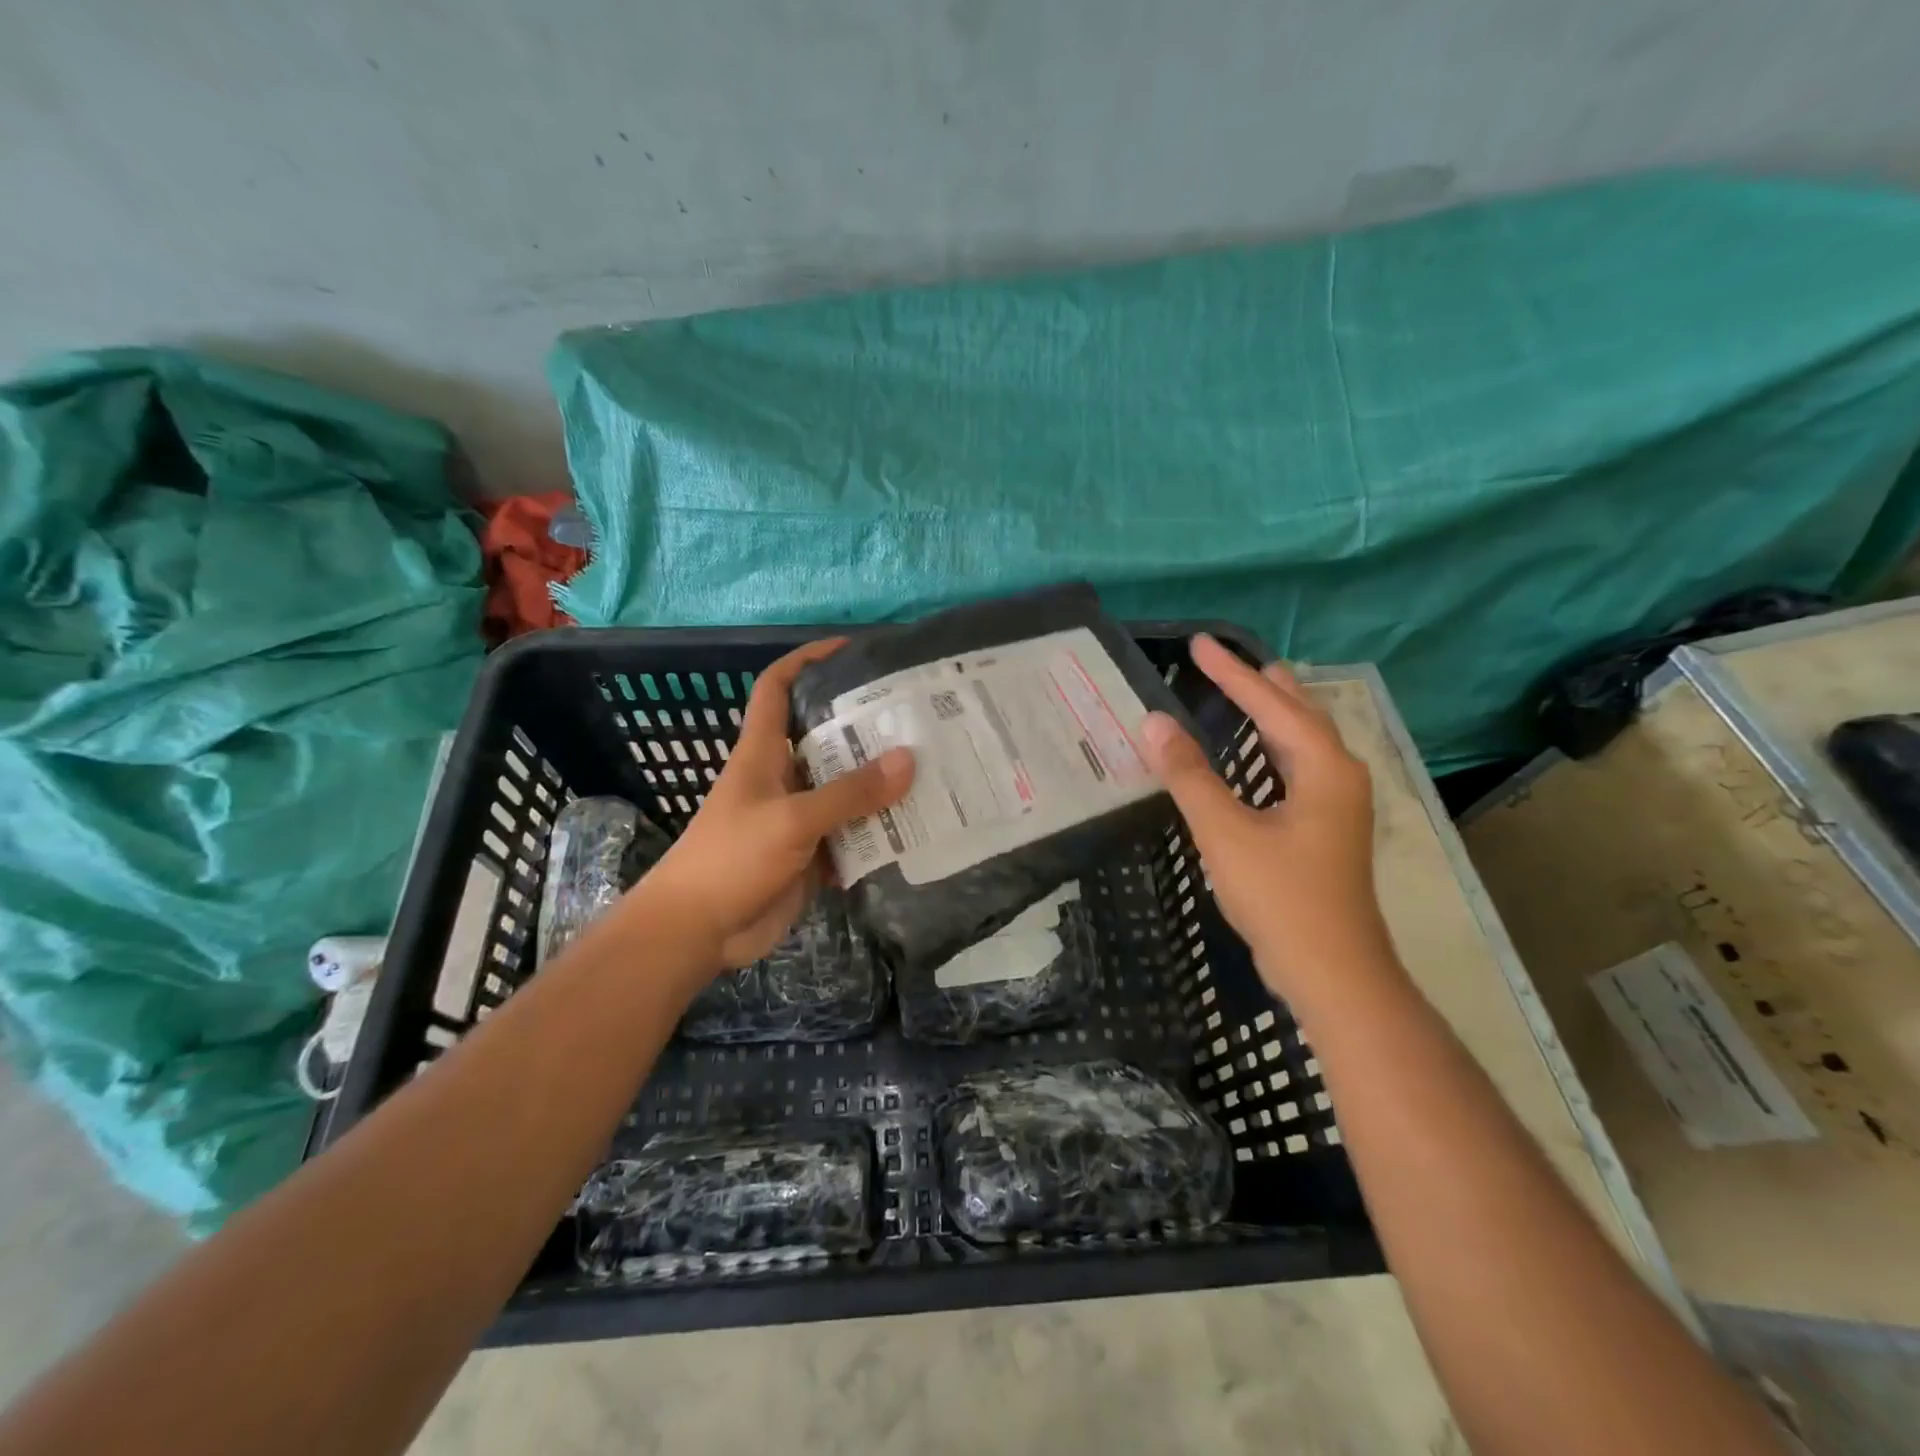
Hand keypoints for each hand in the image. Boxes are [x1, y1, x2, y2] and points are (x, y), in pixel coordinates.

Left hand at [645, 639, 914, 969]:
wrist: (697, 932)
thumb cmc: (731, 859)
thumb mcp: (791, 819)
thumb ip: (849, 793)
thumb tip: (908, 759)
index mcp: (763, 753)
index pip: (777, 689)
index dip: (806, 661)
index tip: (849, 649)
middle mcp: (782, 778)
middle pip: (826, 740)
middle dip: (867, 728)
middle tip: (919, 720)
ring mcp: (797, 819)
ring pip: (844, 791)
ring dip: (880, 786)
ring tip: (932, 771)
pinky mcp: (810, 856)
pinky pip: (851, 836)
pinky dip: (878, 834)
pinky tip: (916, 830)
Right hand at [1138, 634, 1389, 1000]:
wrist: (1333, 973)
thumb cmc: (1281, 898)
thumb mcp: (1226, 833)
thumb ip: (1189, 775)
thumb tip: (1153, 722)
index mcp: (1324, 768)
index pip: (1272, 704)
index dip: (1232, 674)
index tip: (1199, 644)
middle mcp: (1340, 776)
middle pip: (1299, 713)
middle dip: (1261, 685)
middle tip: (1226, 660)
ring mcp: (1338, 805)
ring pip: (1304, 742)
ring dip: (1274, 713)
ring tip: (1249, 688)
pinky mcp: (1327, 829)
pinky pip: (1299, 767)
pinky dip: (1275, 747)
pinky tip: (1260, 756)